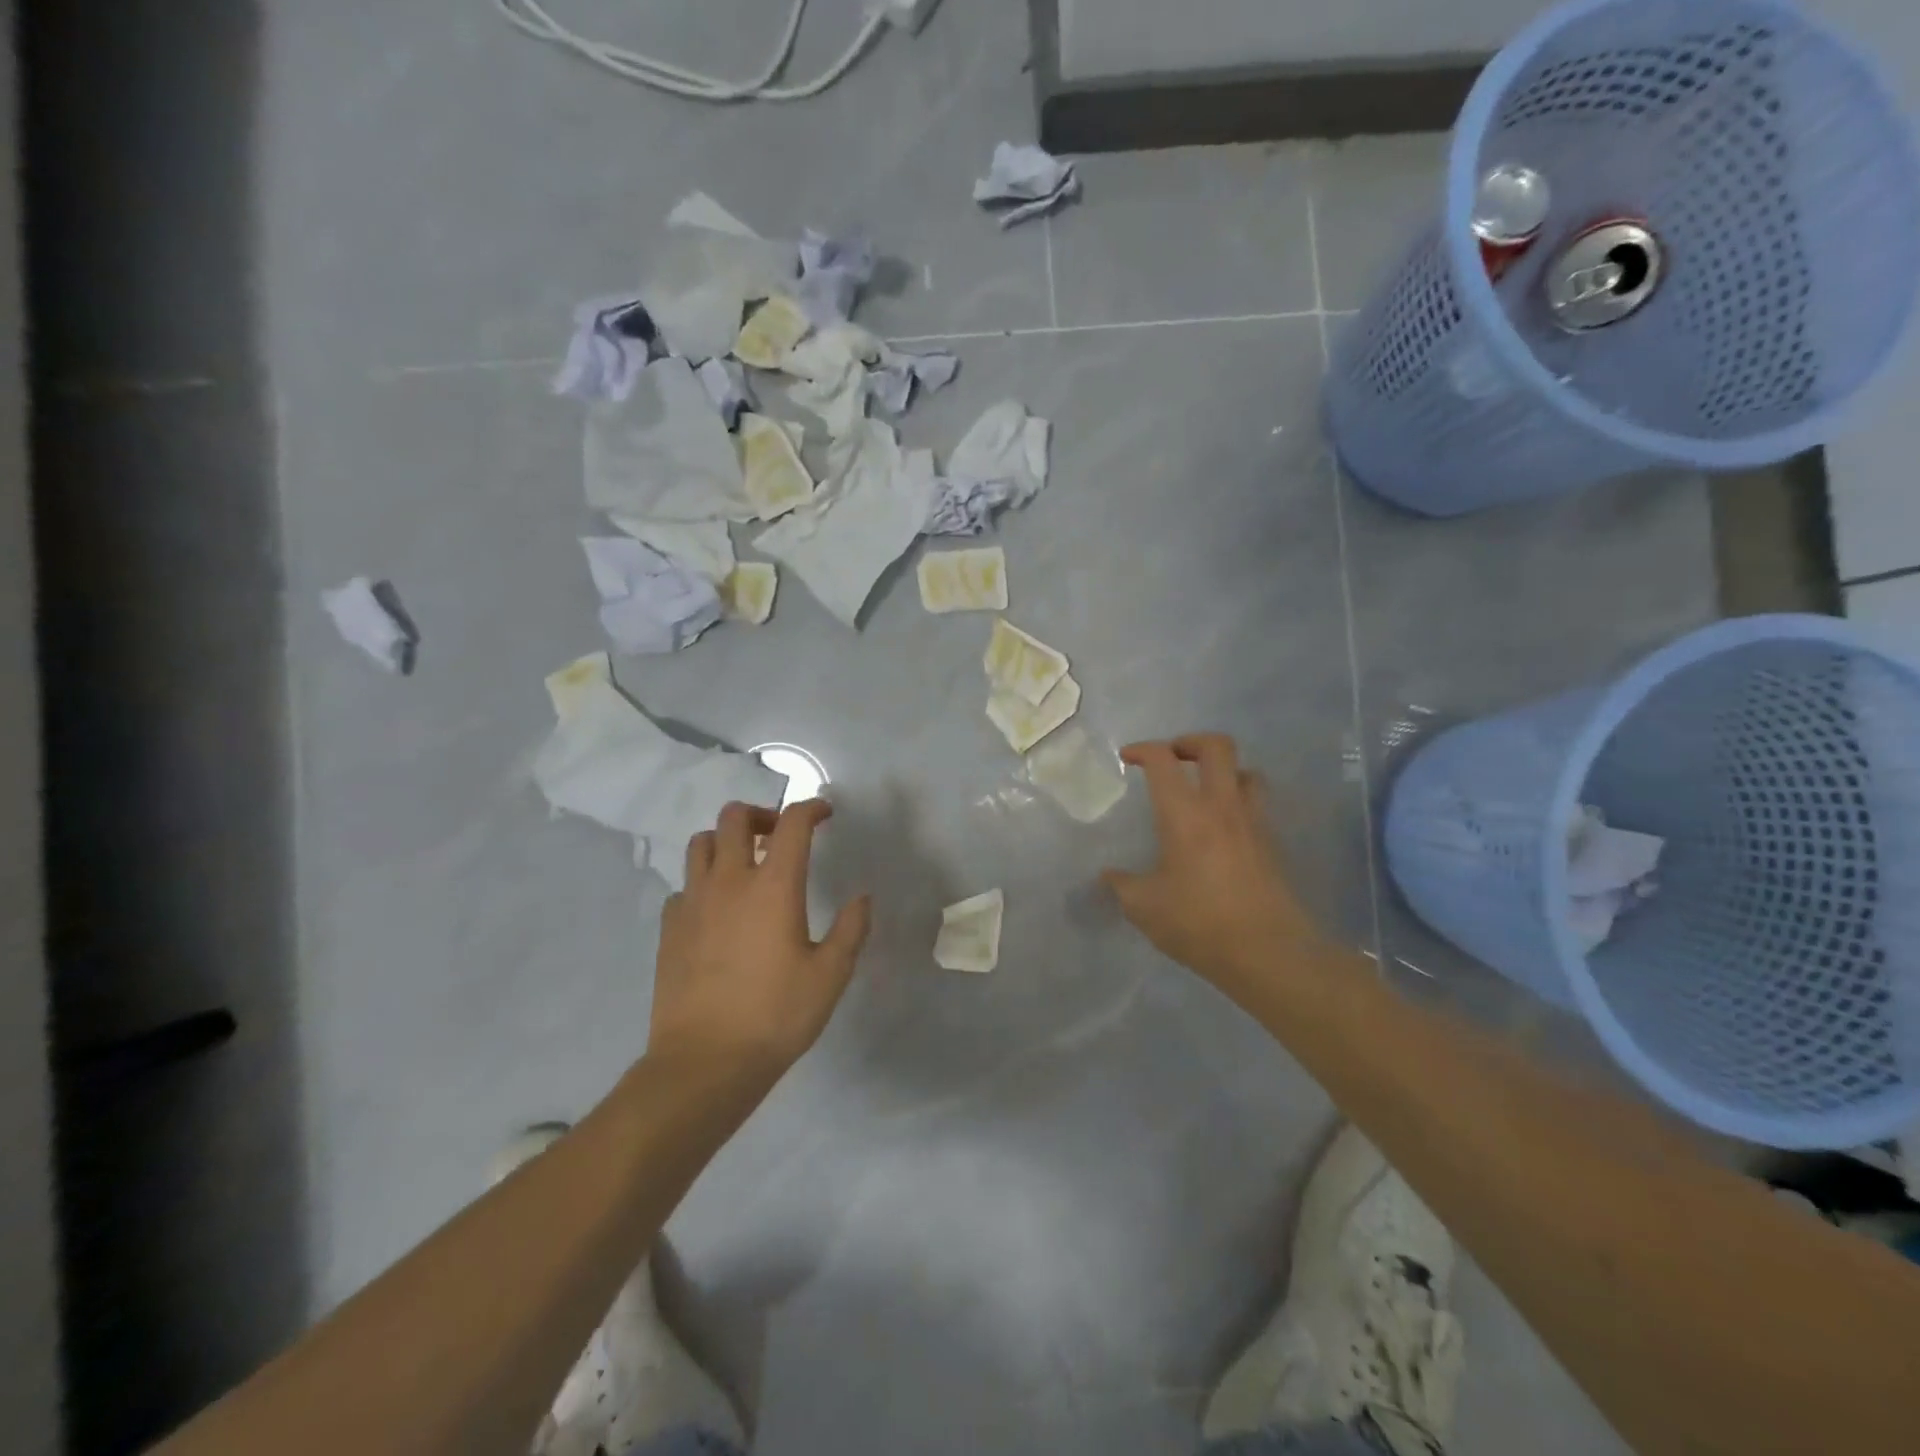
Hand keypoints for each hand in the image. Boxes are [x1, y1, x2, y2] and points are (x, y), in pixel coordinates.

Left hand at [649, 799, 871, 1081]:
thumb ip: (851, 929)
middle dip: (762, 814)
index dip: (811, 808)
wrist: (704, 1062)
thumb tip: (862, 897)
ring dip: (727, 841)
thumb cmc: (775, 1016)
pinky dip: (703, 883)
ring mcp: (693, 902)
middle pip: (735, 817)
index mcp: (773, 886)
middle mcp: (729, 881)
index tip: (825, 814)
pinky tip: (717, 910)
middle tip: (780, 836)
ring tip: (746, 865)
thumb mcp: (830, 976)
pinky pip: (685, 885)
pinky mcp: (670, 927)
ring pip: (701, 843)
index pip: (792, 824)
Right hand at [1103, 734, 1324, 991]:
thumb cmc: (1199, 923)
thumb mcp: (1144, 907)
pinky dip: (1239, 801)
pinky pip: (1257, 804)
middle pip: (1216, 746)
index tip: (1128, 758)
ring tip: (1204, 789)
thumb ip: (1122, 885)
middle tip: (1173, 758)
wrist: (1268, 952)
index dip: (1143, 749)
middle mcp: (1222, 806)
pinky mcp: (1272, 844)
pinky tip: (1223, 828)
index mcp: (1184, 814)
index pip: (1163, 760)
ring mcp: (1253, 822)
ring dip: (1222, 770)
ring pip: (1246, 771)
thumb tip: (1109, 875)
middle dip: (1190, 742)